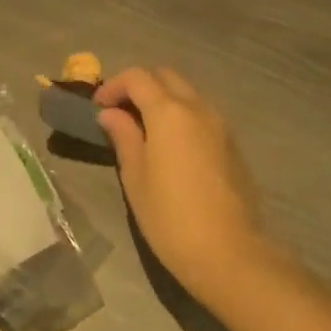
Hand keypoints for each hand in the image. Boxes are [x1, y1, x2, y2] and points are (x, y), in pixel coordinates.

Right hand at [96, 67, 269, 305]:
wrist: (230, 254)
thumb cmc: (171, 218)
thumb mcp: (135, 177)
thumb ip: (123, 137)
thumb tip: (111, 114)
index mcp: (169, 112)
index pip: (138, 77)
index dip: (113, 86)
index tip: (98, 107)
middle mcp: (198, 108)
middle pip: (166, 76)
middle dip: (140, 86)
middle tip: (120, 112)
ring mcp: (220, 126)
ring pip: (187, 94)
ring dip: (163, 100)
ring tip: (143, 130)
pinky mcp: (233, 145)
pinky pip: (202, 115)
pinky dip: (182, 116)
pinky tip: (170, 147)